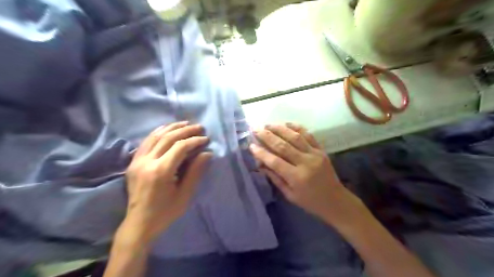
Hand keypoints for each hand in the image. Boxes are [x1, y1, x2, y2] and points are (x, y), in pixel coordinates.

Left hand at [121, 121, 211, 244]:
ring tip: (185, 123)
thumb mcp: (185, 194)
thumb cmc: (166, 212)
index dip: (195, 140)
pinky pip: (146, 142)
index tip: (206, 139)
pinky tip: (167, 129)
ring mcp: (137, 161)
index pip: (180, 147)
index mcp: (161, 171)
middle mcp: (147, 162)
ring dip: (172, 128)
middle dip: (185, 130)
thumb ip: (196, 171)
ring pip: (156, 136)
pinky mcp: (133, 163)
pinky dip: (158, 133)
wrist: (139, 224)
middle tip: (199, 127)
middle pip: (168, 138)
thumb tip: (207, 153)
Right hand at [251, 123, 365, 226]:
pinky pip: (308, 135)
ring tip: (268, 125)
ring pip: (295, 136)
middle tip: (256, 129)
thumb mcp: (290, 194)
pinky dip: (296, 127)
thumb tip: (261, 164)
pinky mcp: (321, 150)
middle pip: (283, 145)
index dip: (262, 153)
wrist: (335, 200)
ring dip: (280, 128)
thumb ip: (275, 178)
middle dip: (267, 136)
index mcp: (297, 178)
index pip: (275, 161)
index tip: (251, 145)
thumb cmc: (310, 202)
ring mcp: (315, 154)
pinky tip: (286, 124)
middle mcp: (305, 163)